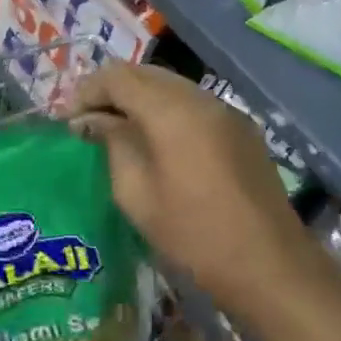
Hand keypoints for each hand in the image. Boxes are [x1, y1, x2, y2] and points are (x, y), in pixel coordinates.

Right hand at [73, 62, 315, 323]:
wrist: (272, 267)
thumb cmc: (195, 235)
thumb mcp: (137, 194)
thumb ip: (112, 144)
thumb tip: (91, 121)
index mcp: (171, 109)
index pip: (117, 76)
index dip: (87, 91)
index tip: (68, 120)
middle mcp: (199, 97)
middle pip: (144, 73)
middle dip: (111, 90)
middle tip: (88, 122)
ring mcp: (225, 109)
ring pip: (169, 85)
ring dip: (139, 98)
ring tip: (118, 129)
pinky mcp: (241, 127)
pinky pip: (193, 103)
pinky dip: (166, 110)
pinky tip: (157, 140)